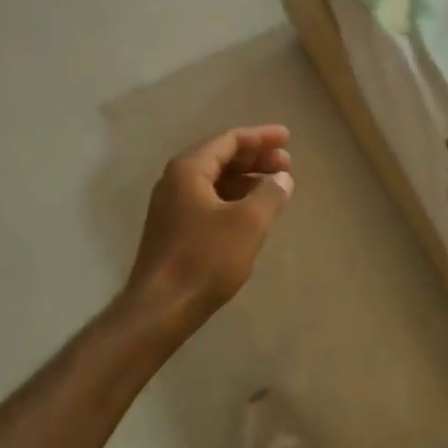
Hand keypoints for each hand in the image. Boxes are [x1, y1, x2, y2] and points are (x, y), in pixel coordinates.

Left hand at [128, 125, 293, 324]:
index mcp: (189, 169)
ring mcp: (172, 206)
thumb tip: (282, 178)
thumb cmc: (205, 259)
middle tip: (287, 163)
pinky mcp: (174, 230)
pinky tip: (252, 212)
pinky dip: (234, 198)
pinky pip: (209, 200)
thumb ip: (270, 194)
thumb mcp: (248, 223)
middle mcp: (176, 181)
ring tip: (275, 187)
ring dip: (246, 179)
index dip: (261, 137)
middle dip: (256, 158)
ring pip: (215, 180)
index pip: (229, 140)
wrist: (159, 310)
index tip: (288, 138)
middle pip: (221, 157)